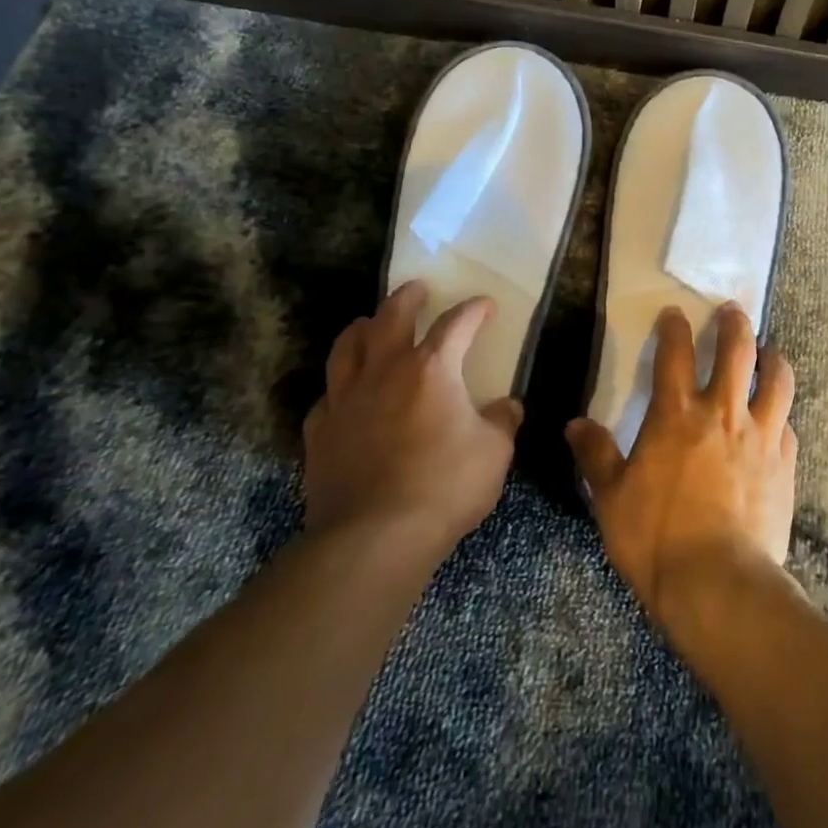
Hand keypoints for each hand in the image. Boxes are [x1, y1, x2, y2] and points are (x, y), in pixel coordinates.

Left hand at [305, 281, 522, 547]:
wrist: (373, 538)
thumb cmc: (445, 487)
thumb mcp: (494, 453)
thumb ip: (502, 422)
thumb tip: (507, 407)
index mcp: (432, 369)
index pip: (456, 323)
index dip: (474, 309)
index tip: (486, 305)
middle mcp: (385, 371)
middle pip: (391, 317)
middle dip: (408, 298)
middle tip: (417, 289)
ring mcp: (345, 399)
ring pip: (347, 346)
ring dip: (363, 327)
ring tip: (370, 323)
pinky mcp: (320, 430)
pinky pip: (328, 394)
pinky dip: (340, 384)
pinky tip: (346, 392)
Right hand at [565, 304, 796, 626]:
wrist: (719, 583)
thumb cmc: (656, 538)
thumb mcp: (612, 498)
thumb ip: (596, 456)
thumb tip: (574, 425)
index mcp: (676, 415)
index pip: (675, 353)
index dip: (674, 327)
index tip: (675, 313)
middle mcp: (722, 413)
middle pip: (737, 350)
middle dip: (734, 324)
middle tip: (732, 311)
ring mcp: (760, 436)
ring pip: (777, 379)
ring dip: (772, 359)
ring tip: (768, 352)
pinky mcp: (785, 464)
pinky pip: (788, 425)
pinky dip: (781, 415)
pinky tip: (777, 420)